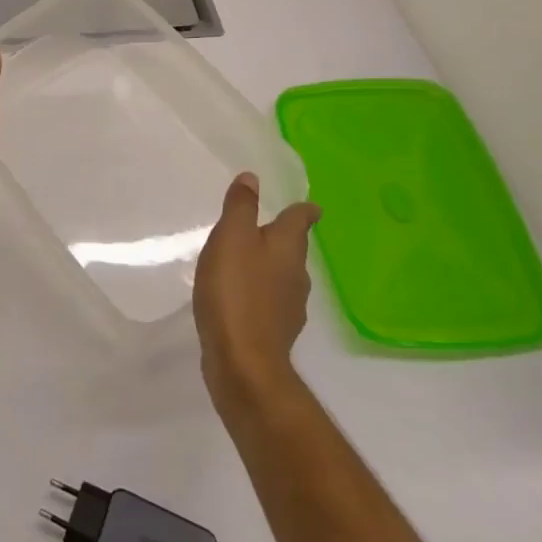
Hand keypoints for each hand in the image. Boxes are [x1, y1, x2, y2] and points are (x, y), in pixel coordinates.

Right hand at [194, 173, 320, 411]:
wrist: (243, 363)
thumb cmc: (236, 291)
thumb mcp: (231, 238)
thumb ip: (241, 207)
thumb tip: (253, 178)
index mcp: (288, 247)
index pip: (301, 219)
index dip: (303, 210)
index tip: (309, 206)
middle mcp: (296, 275)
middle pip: (293, 249)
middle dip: (281, 238)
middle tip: (262, 229)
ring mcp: (289, 307)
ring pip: (282, 276)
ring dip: (268, 267)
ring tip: (245, 262)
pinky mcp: (275, 333)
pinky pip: (269, 303)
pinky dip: (259, 295)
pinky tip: (240, 299)